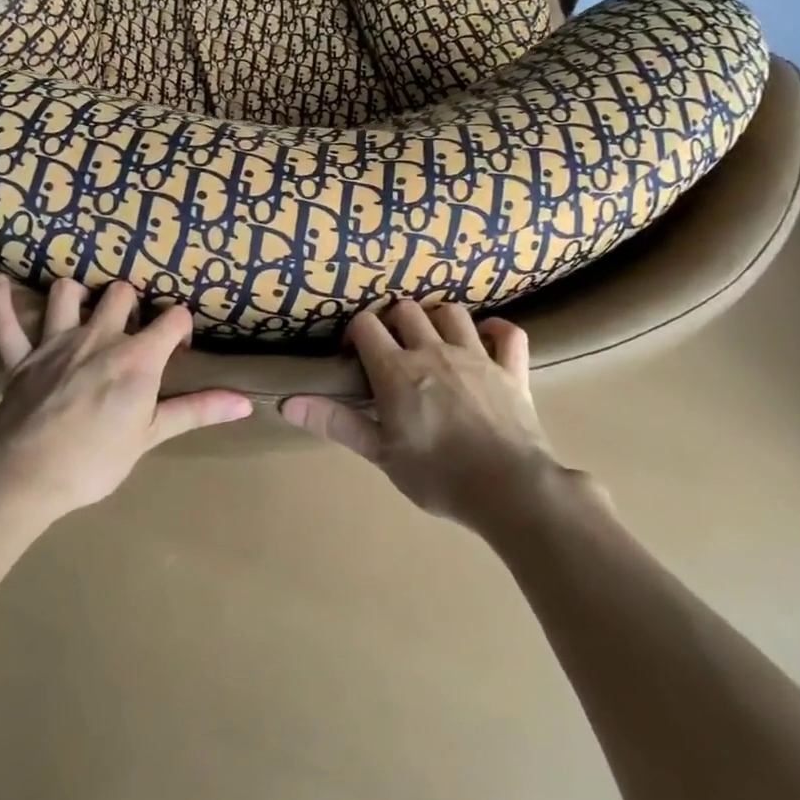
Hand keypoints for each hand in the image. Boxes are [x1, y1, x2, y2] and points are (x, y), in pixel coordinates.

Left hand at [0, 275, 250, 514]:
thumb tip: (246, 403)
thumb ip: (197, 411)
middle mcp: (99, 336)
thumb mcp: (152, 435)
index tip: (178, 348)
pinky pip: (5, 322)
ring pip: (67, 293)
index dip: (180, 328)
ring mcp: (56, 342)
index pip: (173, 318)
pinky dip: (0, 301)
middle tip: (130, 329)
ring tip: (83, 307)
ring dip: (77, 295)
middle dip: (130, 304)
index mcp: (137, 357)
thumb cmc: (96, 459)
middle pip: (120, 293)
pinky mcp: (20, 358)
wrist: (25, 475)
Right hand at [281, 301, 559, 528]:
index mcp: (398, 370)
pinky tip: (485, 338)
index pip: (367, 325)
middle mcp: (435, 351)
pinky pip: (507, 333)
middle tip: (392, 347)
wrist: (508, 488)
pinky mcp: (511, 369)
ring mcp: (476, 356)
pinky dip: (495, 329)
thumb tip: (287, 404)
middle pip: (407, 310)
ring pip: (452, 312)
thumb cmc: (437, 475)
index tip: (354, 353)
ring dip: (437, 318)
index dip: (356, 332)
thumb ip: (336, 423)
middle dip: (394, 321)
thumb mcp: (380, 453)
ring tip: (432, 338)